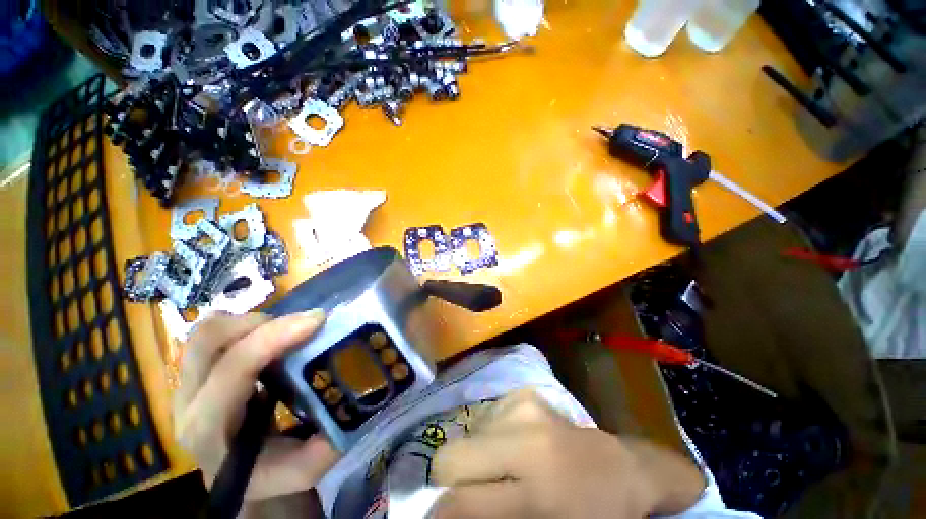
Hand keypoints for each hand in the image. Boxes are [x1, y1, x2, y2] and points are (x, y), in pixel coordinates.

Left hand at [173, 310, 339, 500]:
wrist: (236, 480)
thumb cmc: (269, 474)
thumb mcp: (306, 467)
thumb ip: (330, 438)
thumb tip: (356, 392)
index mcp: (210, 429)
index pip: (233, 368)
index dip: (275, 337)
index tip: (317, 320)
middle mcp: (188, 402)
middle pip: (207, 339)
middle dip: (260, 322)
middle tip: (301, 324)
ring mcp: (186, 385)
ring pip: (206, 331)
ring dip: (252, 321)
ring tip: (287, 330)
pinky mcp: (196, 373)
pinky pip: (213, 335)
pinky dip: (245, 326)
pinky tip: (271, 337)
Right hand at [432, 389, 704, 517]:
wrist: (621, 470)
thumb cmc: (590, 515)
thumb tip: (448, 514)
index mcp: (537, 487)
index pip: (461, 501)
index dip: (439, 515)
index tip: (438, 518)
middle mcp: (524, 435)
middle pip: (451, 456)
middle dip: (451, 481)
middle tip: (474, 494)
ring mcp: (522, 406)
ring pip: (466, 435)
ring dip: (475, 458)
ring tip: (505, 470)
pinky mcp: (523, 393)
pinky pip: (484, 420)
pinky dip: (490, 438)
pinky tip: (515, 448)